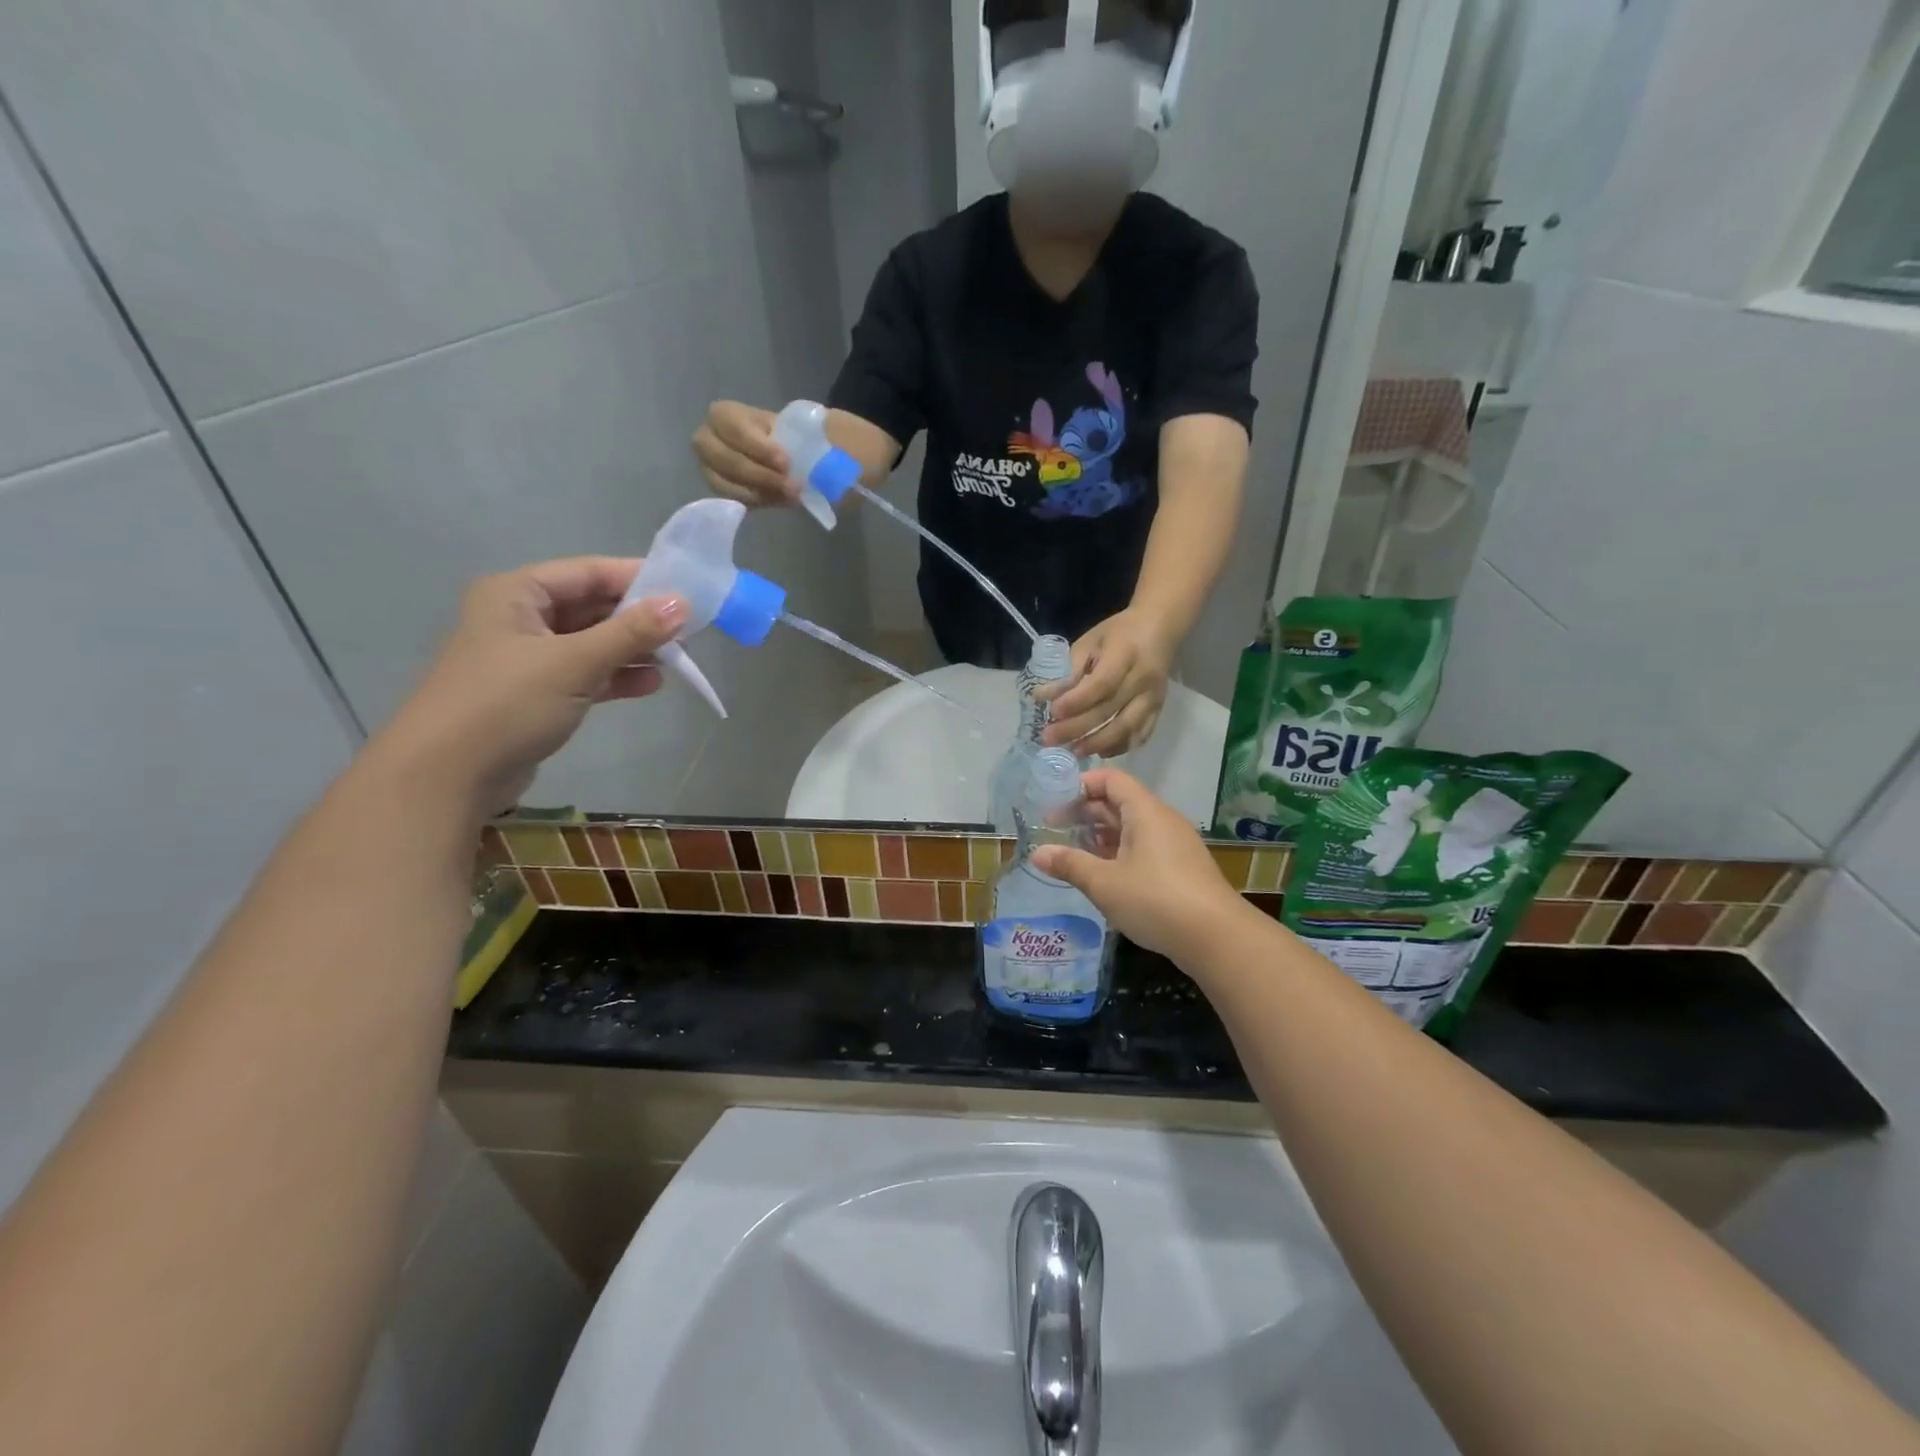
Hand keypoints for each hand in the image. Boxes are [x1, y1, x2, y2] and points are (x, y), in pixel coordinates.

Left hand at [374, 557, 685, 816]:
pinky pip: (585, 674)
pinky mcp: (536, 694)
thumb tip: (682, 603)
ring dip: (632, 650)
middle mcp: (521, 618)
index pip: (589, 572)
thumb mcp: (574, 663)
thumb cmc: (507, 704)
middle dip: (639, 618)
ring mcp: (528, 659)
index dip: (638, 578)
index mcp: (517, 594)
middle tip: (689, 630)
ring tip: (678, 660)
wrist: (446, 776)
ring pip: (592, 643)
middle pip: (592, 607)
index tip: (686, 591)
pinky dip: (616, 677)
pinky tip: (650, 685)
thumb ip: (631, 632)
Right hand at [692, 400, 794, 506]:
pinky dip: (758, 502)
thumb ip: (797, 434)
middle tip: (792, 485)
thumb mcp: (789, 427)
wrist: (779, 452)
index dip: (760, 448)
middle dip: (761, 475)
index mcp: (724, 414)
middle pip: (727, 460)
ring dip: (761, 492)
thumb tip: (818, 440)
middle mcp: (707, 438)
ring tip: (792, 496)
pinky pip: (733, 499)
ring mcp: (708, 466)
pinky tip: (781, 500)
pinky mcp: (718, 489)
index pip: (735, 430)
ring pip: (726, 483)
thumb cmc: (783, 435)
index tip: (786, 462)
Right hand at [1030, 770, 1246, 961]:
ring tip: (1073, 852)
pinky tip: (1104, 875)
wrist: (1218, 938)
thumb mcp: (1104, 883)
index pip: (1111, 780)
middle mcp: (1162, 821)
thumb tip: (1037, 853)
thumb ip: (1070, 864)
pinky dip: (1119, 852)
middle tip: (1054, 829)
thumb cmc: (1155, 900)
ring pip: (1132, 828)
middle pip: (1120, 802)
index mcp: (1145, 812)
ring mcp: (1175, 845)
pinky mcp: (1182, 869)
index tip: (1054, 803)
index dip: (1081, 785)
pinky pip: (1144, 848)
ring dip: (1101, 836)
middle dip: (1086, 812)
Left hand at [1038, 609, 1174, 756]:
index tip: (1052, 712)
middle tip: (1050, 739)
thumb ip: (1070, 670)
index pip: (1101, 684)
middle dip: (1077, 728)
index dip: (1076, 701)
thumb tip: (1043, 697)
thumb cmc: (1118, 633)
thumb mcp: (1090, 642)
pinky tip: (1099, 752)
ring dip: (1097, 743)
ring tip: (1072, 751)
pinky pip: (1141, 734)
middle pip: (1109, 710)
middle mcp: (1142, 679)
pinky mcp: (1159, 709)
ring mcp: (1154, 697)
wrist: (1159, 629)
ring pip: (1127, 728)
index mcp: (1125, 654)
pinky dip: (1120, 746)